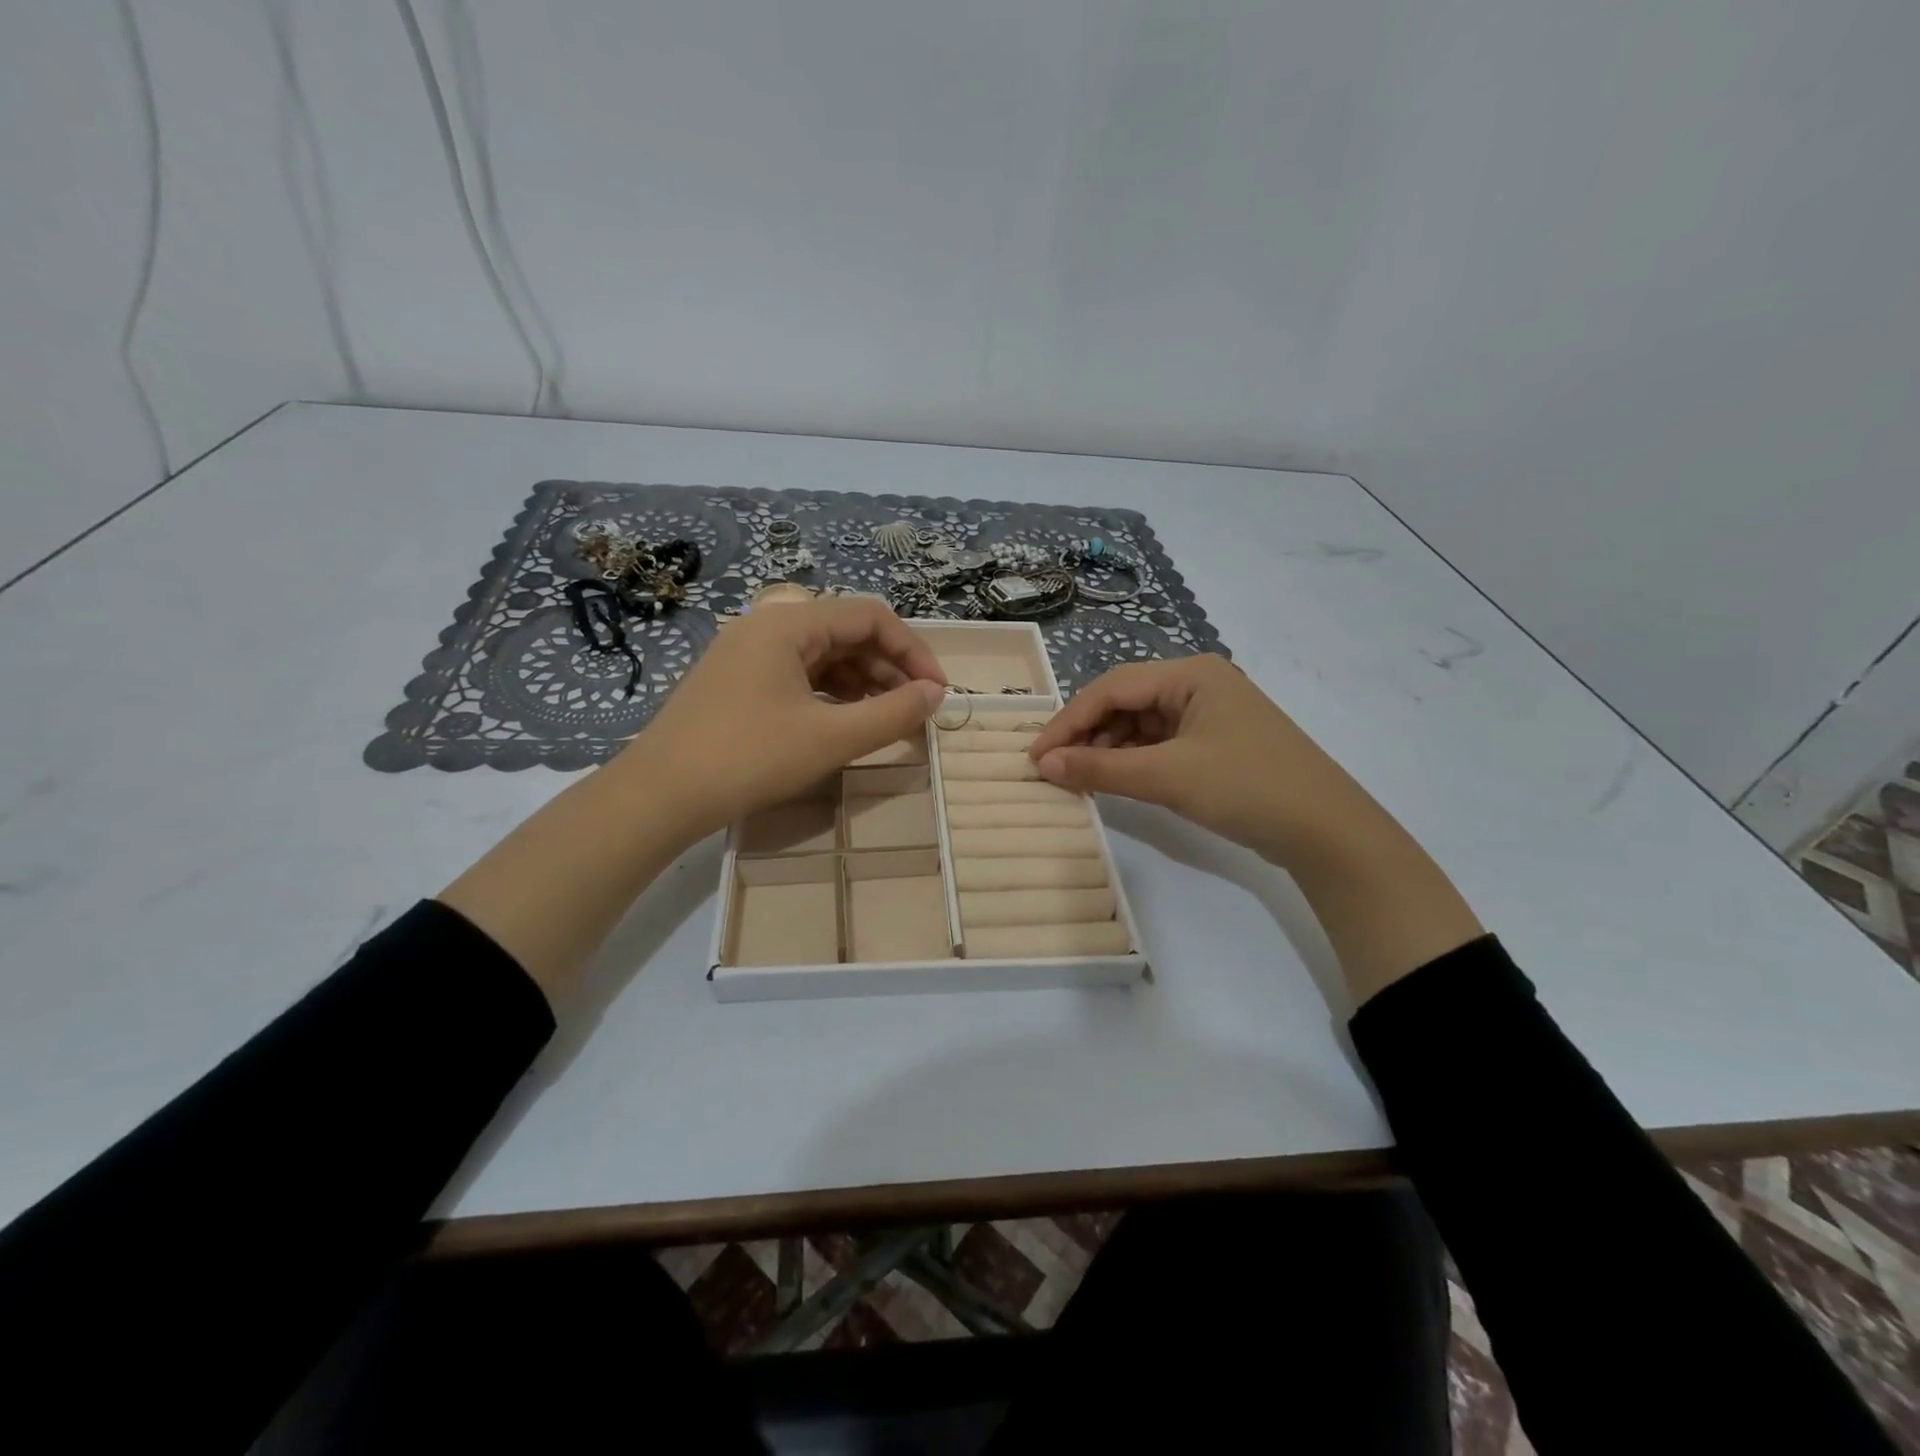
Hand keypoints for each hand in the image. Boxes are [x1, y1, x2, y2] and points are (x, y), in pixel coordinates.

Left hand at [626, 596, 946, 841]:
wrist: (659, 795)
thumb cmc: (749, 758)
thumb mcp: (831, 738)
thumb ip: (892, 713)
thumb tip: (935, 695)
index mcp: (789, 623)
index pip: (870, 616)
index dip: (913, 650)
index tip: (936, 691)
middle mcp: (768, 625)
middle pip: (847, 631)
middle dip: (889, 667)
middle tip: (916, 709)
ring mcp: (748, 652)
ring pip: (824, 654)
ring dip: (863, 681)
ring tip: (887, 717)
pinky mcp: (738, 680)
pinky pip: (800, 673)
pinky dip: (832, 692)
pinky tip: (846, 720)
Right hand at [1027, 655, 1388, 869]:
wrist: (1327, 832)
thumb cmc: (1246, 788)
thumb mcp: (1167, 776)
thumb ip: (1100, 767)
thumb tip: (1044, 764)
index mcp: (1191, 673)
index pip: (1112, 687)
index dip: (1068, 721)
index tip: (1036, 756)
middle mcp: (1199, 684)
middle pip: (1125, 702)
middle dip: (1087, 734)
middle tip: (1055, 768)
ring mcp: (1209, 714)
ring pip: (1141, 724)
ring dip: (1108, 748)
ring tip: (1080, 777)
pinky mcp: (1216, 743)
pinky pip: (1160, 744)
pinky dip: (1133, 761)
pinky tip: (1115, 780)